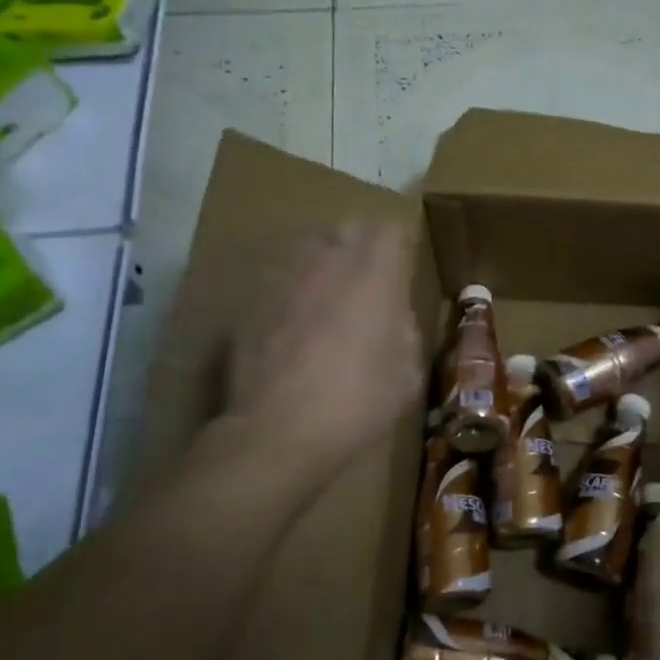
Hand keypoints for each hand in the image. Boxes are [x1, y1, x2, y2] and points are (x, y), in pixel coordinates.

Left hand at [218, 221, 421, 486]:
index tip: (403, 269)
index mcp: (376, 274)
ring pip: (309, 247)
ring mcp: (285, 276)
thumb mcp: (408, 371)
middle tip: (368, 280)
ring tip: (328, 296)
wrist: (278, 431)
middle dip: (362, 245)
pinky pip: (280, 278)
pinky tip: (293, 325)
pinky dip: (292, 290)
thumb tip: (392, 315)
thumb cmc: (358, 401)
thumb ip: (404, 328)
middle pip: (349, 227)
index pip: (392, 229)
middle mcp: (330, 261)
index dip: (399, 246)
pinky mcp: (251, 299)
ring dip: (324, 262)